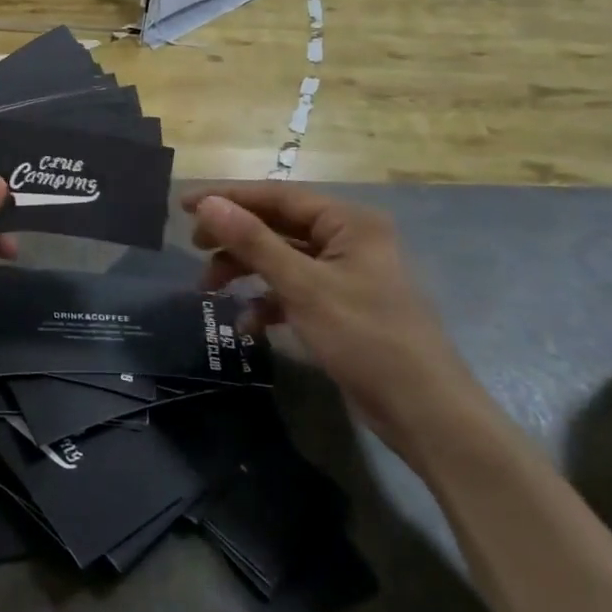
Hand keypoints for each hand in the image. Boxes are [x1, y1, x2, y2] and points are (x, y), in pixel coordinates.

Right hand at [184, 186, 489, 453]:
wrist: (427, 414)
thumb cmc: (366, 339)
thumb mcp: (304, 287)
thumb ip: (253, 242)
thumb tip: (207, 204)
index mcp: (348, 221)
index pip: (277, 196)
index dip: (228, 198)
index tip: (185, 206)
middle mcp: (349, 239)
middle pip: (278, 226)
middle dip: (235, 238)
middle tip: (195, 248)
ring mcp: (347, 274)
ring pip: (283, 259)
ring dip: (246, 271)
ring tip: (208, 288)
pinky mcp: (344, 307)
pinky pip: (296, 291)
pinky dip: (269, 302)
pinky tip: (248, 325)